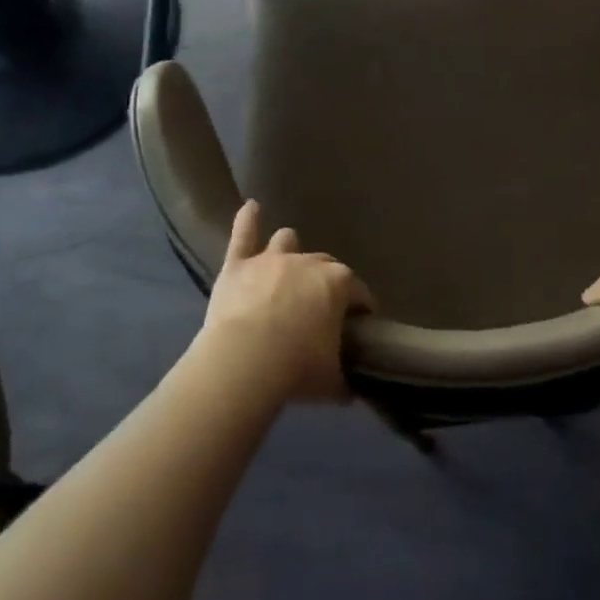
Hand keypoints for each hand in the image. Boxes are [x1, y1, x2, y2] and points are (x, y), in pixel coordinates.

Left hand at [201, 201, 372, 403]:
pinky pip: (242, 235)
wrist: (245, 362)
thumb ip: (345, 381)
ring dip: (289, 250)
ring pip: (286, 241)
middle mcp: (309, 262)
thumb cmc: (297, 368)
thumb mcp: (332, 381)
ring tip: (287, 262)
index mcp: (339, 283)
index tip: (360, 324)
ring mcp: (271, 260)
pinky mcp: (238, 266)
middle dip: (326, 282)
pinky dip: (246, 220)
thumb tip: (353, 392)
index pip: (359, 293)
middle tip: (320, 307)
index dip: (361, 309)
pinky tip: (250, 207)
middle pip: (325, 266)